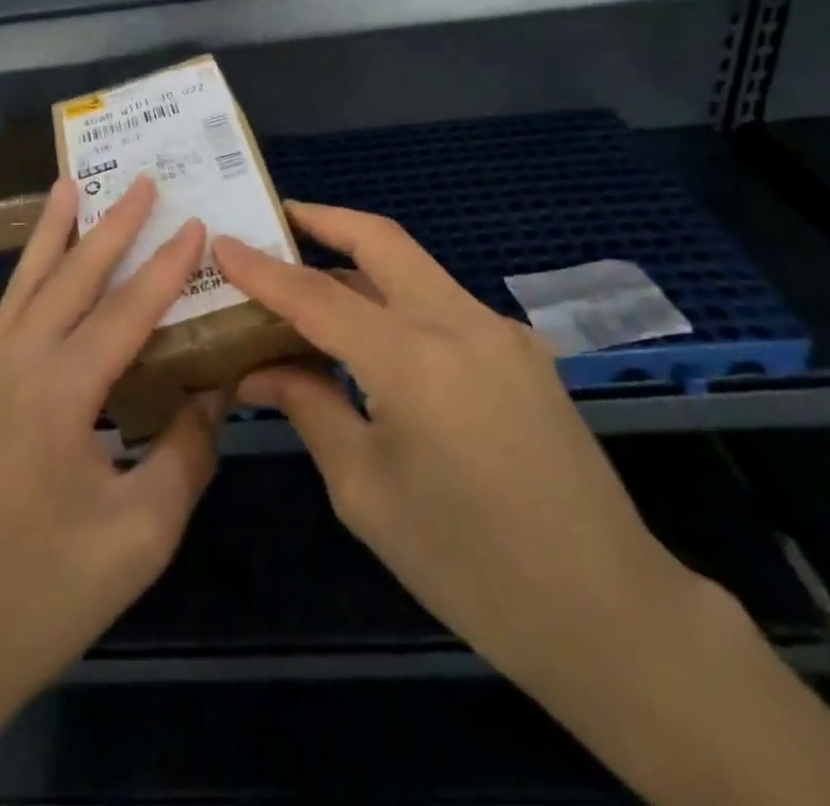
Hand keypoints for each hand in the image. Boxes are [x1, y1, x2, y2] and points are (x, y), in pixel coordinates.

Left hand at [0, 174, 221, 745]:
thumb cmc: (44, 595)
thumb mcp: (139, 534)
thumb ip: (185, 454)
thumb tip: (213, 392)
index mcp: (57, 397)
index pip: (125, 312)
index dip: (166, 266)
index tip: (195, 221)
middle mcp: (15, 368)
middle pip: (70, 279)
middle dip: (110, 226)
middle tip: (140, 181)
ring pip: (26, 286)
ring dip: (55, 235)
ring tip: (71, 186)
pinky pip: (8, 316)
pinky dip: (31, 277)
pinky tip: (44, 269)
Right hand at [215, 203, 703, 697]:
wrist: (607, 611)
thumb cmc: (468, 564)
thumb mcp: (364, 490)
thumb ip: (310, 407)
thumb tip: (260, 368)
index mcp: (415, 359)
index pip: (317, 295)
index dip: (263, 269)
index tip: (222, 242)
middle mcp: (461, 323)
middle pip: (382, 241)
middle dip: (325, 220)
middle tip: (278, 217)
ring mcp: (501, 331)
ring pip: (414, 271)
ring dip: (358, 265)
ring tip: (309, 283)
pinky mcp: (522, 351)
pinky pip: (442, 306)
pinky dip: (395, 303)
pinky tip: (372, 337)